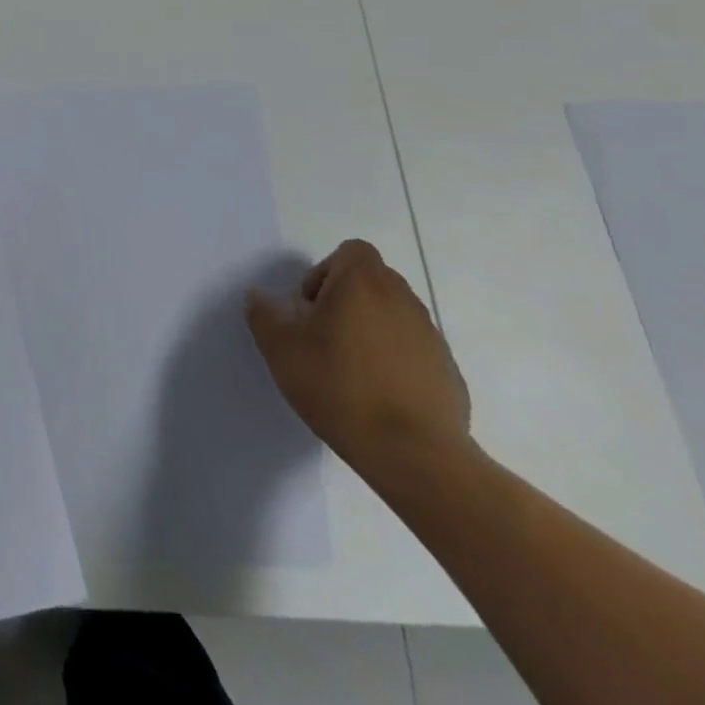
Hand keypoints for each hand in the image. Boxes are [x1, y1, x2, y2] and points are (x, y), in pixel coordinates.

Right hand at [246, 240, 472, 484]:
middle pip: (372, 280)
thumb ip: (264, 315)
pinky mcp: (447, 370)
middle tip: (323, 336)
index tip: (312, 308)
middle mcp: (402, 299)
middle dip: (346, 299)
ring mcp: (430, 335)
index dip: (326, 271)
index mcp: (362, 283)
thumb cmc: (338, 387)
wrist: (413, 454)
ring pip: (393, 315)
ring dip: (370, 329)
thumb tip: (257, 296)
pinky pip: (413, 350)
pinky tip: (377, 395)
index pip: (351, 251)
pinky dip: (394, 360)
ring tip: (349, 369)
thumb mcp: (281, 349)